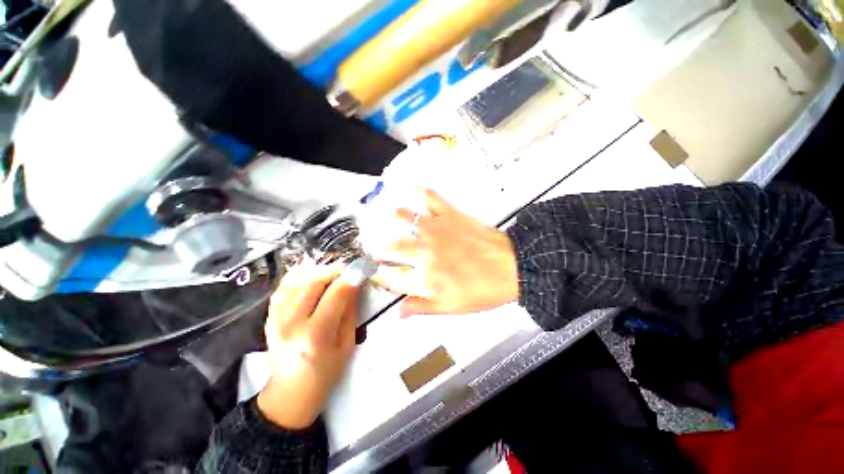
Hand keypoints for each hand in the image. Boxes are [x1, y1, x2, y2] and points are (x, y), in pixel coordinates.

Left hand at [257, 263, 358, 428]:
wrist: (290, 393)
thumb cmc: (325, 373)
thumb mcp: (346, 344)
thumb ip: (350, 312)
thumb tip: (354, 285)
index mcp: (315, 335)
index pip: (335, 294)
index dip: (350, 278)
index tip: (361, 269)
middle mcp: (291, 323)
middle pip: (314, 282)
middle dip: (335, 270)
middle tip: (348, 269)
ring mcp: (276, 319)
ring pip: (297, 281)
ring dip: (318, 271)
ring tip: (333, 271)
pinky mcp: (269, 318)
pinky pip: (283, 288)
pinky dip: (298, 277)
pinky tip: (311, 274)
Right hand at [370, 188, 518, 316]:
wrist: (511, 268)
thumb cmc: (482, 291)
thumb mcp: (451, 308)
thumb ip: (421, 308)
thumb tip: (397, 313)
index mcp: (424, 278)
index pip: (390, 277)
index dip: (378, 275)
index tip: (374, 273)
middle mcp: (424, 252)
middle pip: (391, 247)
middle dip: (376, 246)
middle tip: (372, 244)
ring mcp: (436, 230)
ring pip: (404, 218)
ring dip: (391, 217)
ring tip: (384, 216)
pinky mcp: (449, 215)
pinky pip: (430, 198)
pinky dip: (418, 190)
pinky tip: (409, 186)